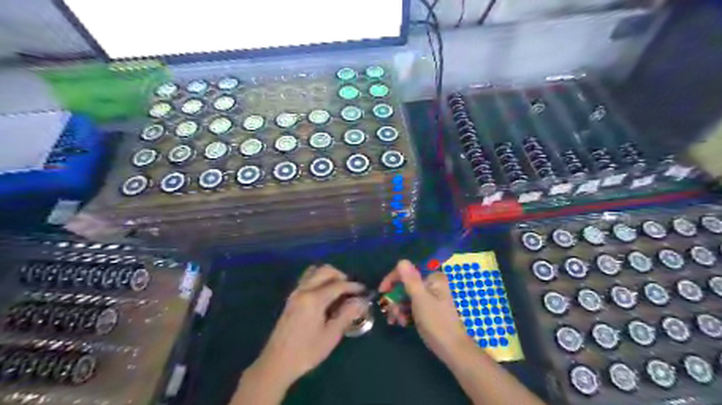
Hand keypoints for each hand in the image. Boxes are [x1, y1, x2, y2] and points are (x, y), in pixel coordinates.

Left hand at [252, 265, 368, 387]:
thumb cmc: (306, 352)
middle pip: (325, 271)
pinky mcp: (292, 298)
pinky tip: (326, 296)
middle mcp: (304, 290)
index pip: (338, 284)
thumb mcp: (331, 335)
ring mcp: (296, 292)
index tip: (364, 291)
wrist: (277, 363)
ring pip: (314, 271)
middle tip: (351, 290)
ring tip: (339, 291)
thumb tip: (361, 301)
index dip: (353, 286)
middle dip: (341, 276)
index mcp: (314, 299)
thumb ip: (347, 314)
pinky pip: (308, 279)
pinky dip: (319, 280)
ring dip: (329, 276)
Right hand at [378, 262, 474, 361]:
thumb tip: (402, 260)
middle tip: (391, 312)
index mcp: (432, 278)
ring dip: (397, 308)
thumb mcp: (420, 299)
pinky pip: (409, 306)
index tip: (382, 291)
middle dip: (395, 298)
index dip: (392, 279)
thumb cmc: (436, 322)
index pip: (407, 271)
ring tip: (396, 321)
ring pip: (405, 296)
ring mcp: (428, 297)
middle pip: (405, 284)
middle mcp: (431, 284)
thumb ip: (410, 279)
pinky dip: (403, 313)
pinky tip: (400, 323)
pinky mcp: (426, 309)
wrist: (451, 349)